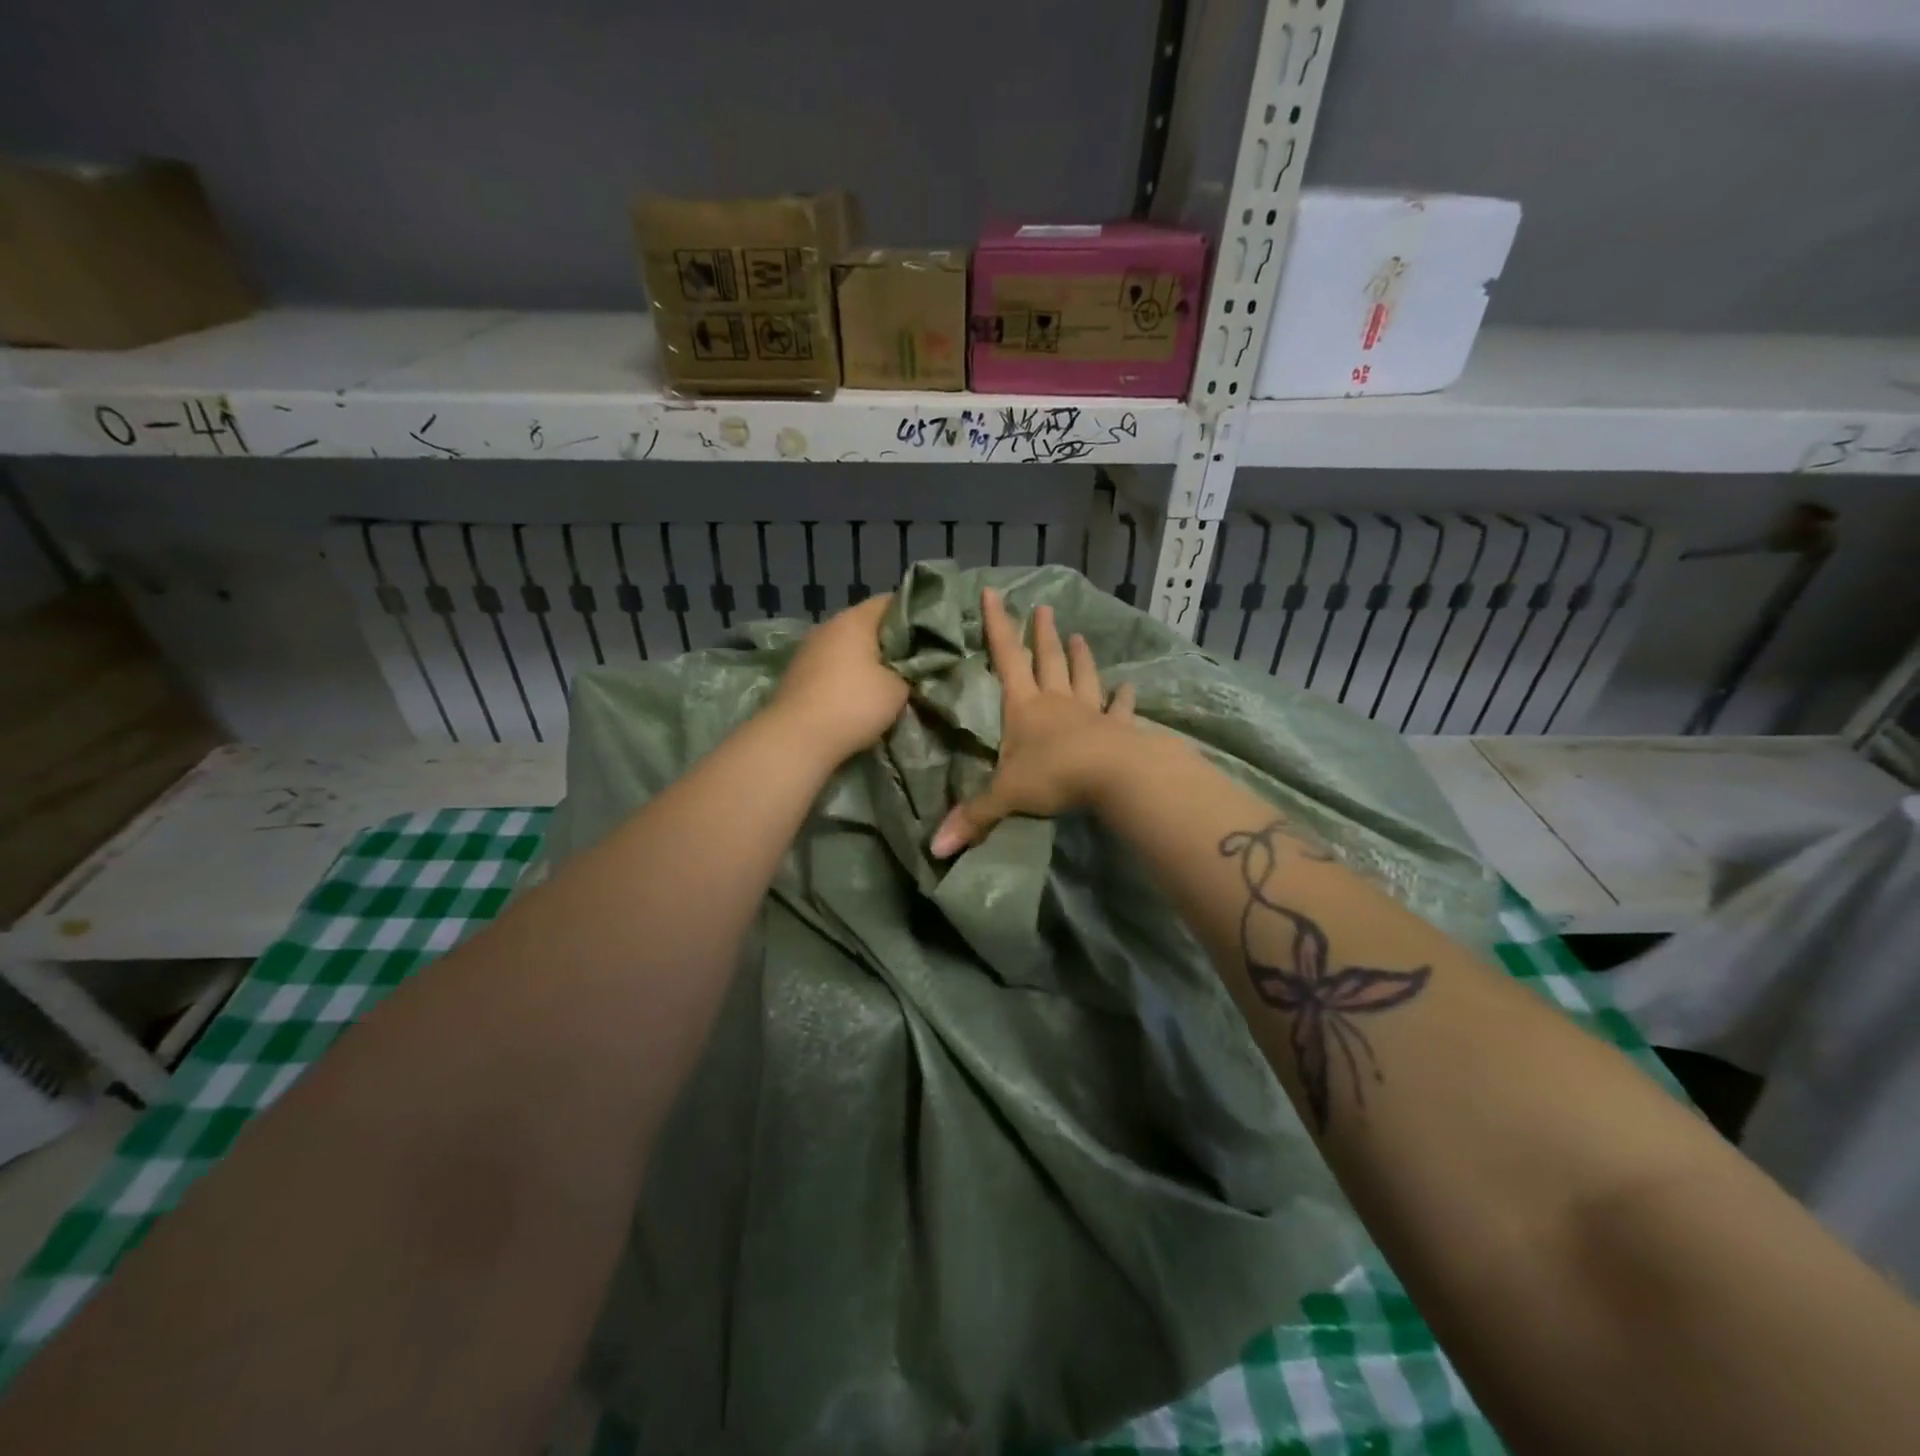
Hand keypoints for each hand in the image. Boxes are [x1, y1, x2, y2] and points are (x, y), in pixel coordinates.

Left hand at [768, 594, 909, 765]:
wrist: (797, 738)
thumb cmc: (854, 705)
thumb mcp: (898, 690)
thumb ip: (909, 672)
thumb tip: (908, 670)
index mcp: (855, 620)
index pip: (891, 602)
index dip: (914, 615)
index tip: (930, 635)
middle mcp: (828, 626)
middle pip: (867, 625)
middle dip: (890, 641)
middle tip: (914, 661)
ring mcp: (808, 649)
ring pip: (847, 647)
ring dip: (866, 661)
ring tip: (888, 681)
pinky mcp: (797, 673)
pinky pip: (831, 666)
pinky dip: (847, 676)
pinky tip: (858, 695)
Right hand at [930, 588, 1138, 857]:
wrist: (1112, 775)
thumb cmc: (1053, 775)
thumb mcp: (1005, 796)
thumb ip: (973, 818)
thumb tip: (934, 849)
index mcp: (1024, 707)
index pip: (1005, 659)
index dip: (997, 626)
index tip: (993, 593)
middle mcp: (1056, 702)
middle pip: (1047, 661)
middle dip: (1042, 635)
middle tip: (1044, 608)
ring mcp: (1089, 713)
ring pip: (1083, 677)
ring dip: (1080, 657)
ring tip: (1079, 636)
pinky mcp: (1117, 729)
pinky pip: (1119, 710)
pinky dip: (1124, 698)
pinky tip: (1130, 687)